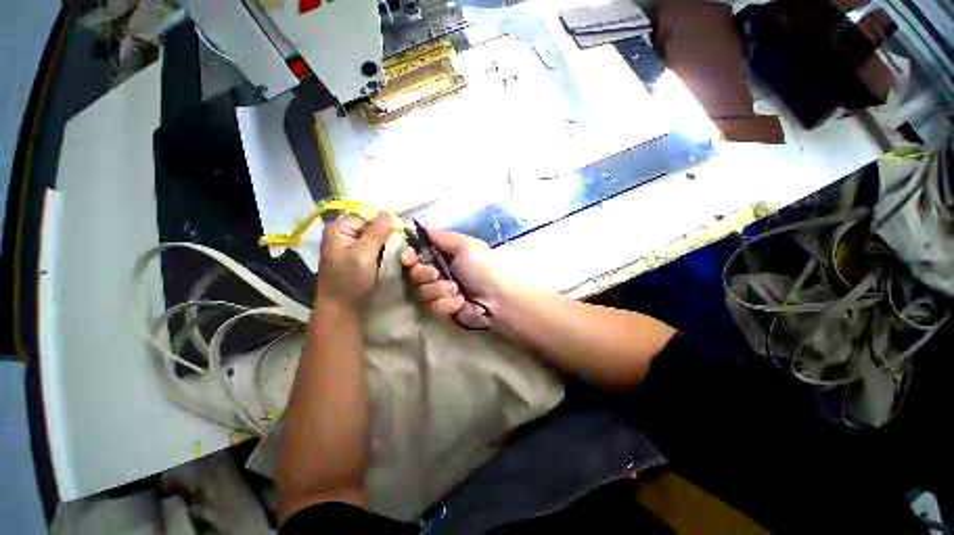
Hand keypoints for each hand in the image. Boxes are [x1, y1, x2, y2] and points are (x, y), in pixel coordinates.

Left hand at [316, 213, 393, 311]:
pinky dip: (385, 254)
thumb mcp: (363, 255)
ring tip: (399, 256)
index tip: (401, 237)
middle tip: (402, 250)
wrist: (342, 311)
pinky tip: (392, 261)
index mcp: (340, 229)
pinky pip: (376, 250)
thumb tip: (389, 213)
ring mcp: (351, 248)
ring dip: (388, 247)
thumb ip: (376, 233)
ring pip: (377, 240)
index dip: (386, 225)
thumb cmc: (349, 282)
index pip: (369, 217)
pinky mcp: (359, 259)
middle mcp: (344, 235)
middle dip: (388, 237)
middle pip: (373, 228)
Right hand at [400, 228, 512, 328]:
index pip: (418, 254)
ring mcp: (442, 292)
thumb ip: (443, 236)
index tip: (409, 258)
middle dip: (423, 275)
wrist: (500, 298)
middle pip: (415, 274)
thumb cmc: (484, 267)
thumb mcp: (466, 246)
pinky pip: (432, 307)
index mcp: (446, 254)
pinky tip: (460, 303)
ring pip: (421, 292)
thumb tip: (425, 225)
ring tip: (456, 290)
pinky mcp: (445, 310)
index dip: (410, 256)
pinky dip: (446, 304)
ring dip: (438, 290)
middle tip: (436, 275)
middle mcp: (441, 272)